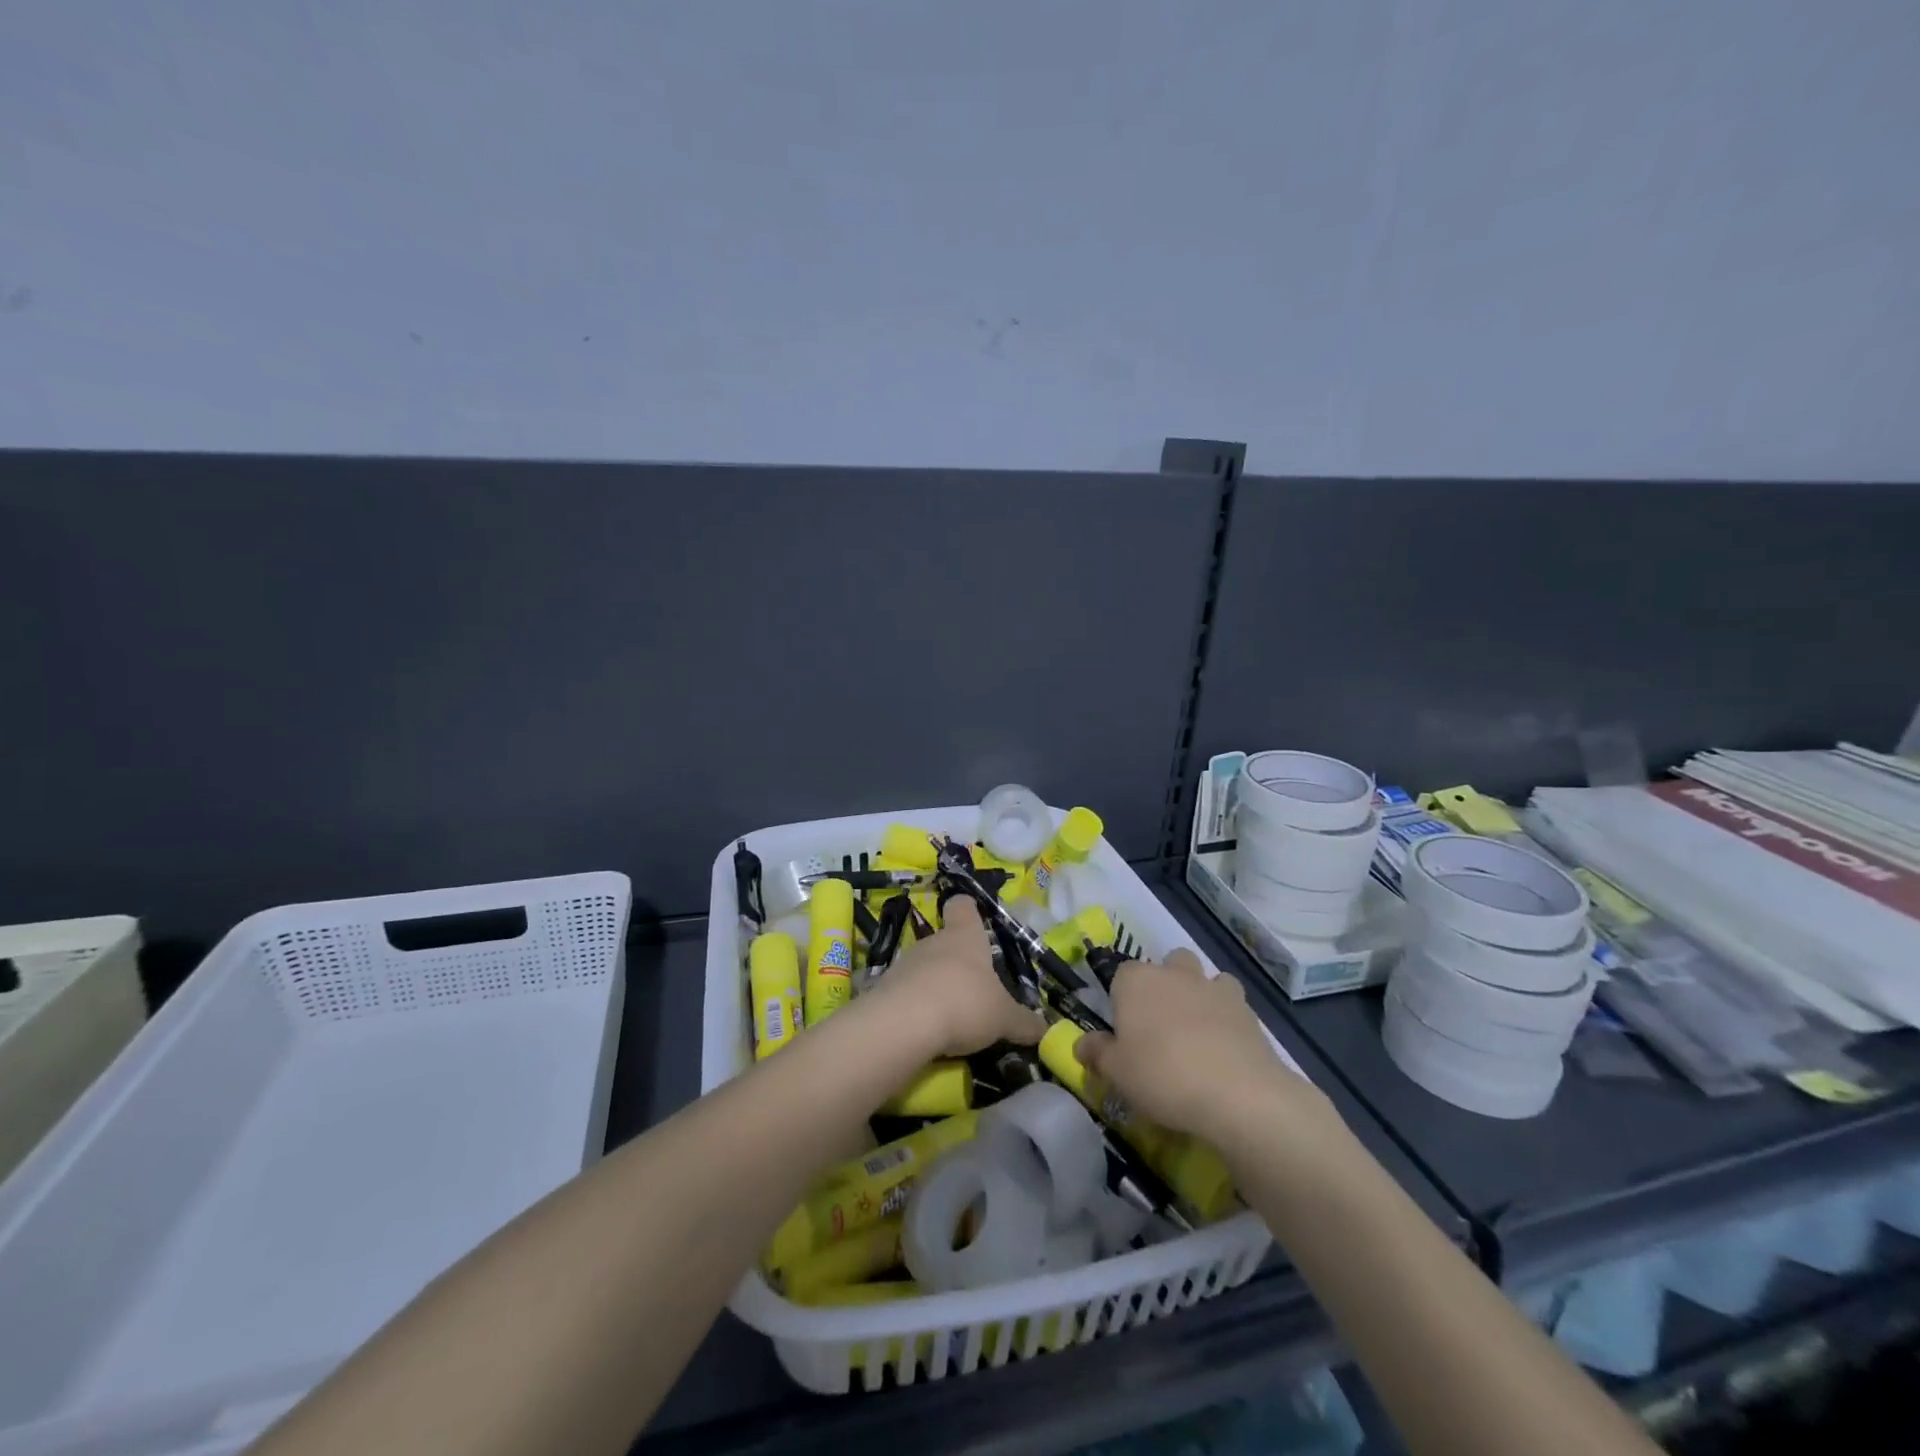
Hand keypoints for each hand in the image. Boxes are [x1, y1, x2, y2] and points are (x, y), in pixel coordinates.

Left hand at [870, 897, 1046, 1056]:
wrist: (904, 1023)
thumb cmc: (965, 1003)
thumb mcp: (1004, 1018)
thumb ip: (1024, 1023)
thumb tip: (1046, 1030)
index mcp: (965, 936)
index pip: (963, 906)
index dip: (969, 910)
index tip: (976, 919)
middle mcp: (933, 941)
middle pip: (946, 941)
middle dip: (958, 962)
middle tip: (975, 990)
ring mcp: (906, 963)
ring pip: (925, 968)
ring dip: (937, 986)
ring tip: (953, 1016)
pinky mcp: (885, 989)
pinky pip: (907, 993)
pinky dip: (918, 1007)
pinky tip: (928, 1030)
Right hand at [1074, 949, 1332, 1144]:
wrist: (1237, 1094)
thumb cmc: (1162, 1075)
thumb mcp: (1117, 1072)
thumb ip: (1097, 1053)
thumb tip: (1081, 1044)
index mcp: (1136, 981)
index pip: (1121, 975)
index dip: (1122, 1000)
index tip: (1124, 1031)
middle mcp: (1174, 973)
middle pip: (1167, 964)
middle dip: (1165, 984)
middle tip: (1160, 1026)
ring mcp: (1213, 988)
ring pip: (1204, 978)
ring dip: (1200, 995)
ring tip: (1197, 1033)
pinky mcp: (1247, 1010)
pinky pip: (1232, 1004)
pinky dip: (1227, 1019)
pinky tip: (1224, 1049)